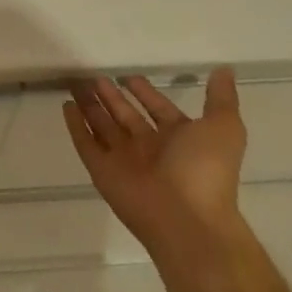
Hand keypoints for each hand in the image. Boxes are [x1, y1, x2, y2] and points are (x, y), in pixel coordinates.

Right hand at [64, 69, 247, 260]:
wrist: (188, 222)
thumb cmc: (205, 170)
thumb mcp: (224, 128)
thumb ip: (221, 99)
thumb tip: (225, 70)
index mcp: (177, 139)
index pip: (157, 109)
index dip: (144, 92)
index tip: (128, 75)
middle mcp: (149, 148)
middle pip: (125, 115)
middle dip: (110, 96)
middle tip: (93, 75)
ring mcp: (124, 160)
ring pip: (102, 126)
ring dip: (90, 106)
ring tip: (75, 83)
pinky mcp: (102, 172)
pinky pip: (85, 144)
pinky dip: (75, 126)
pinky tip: (66, 106)